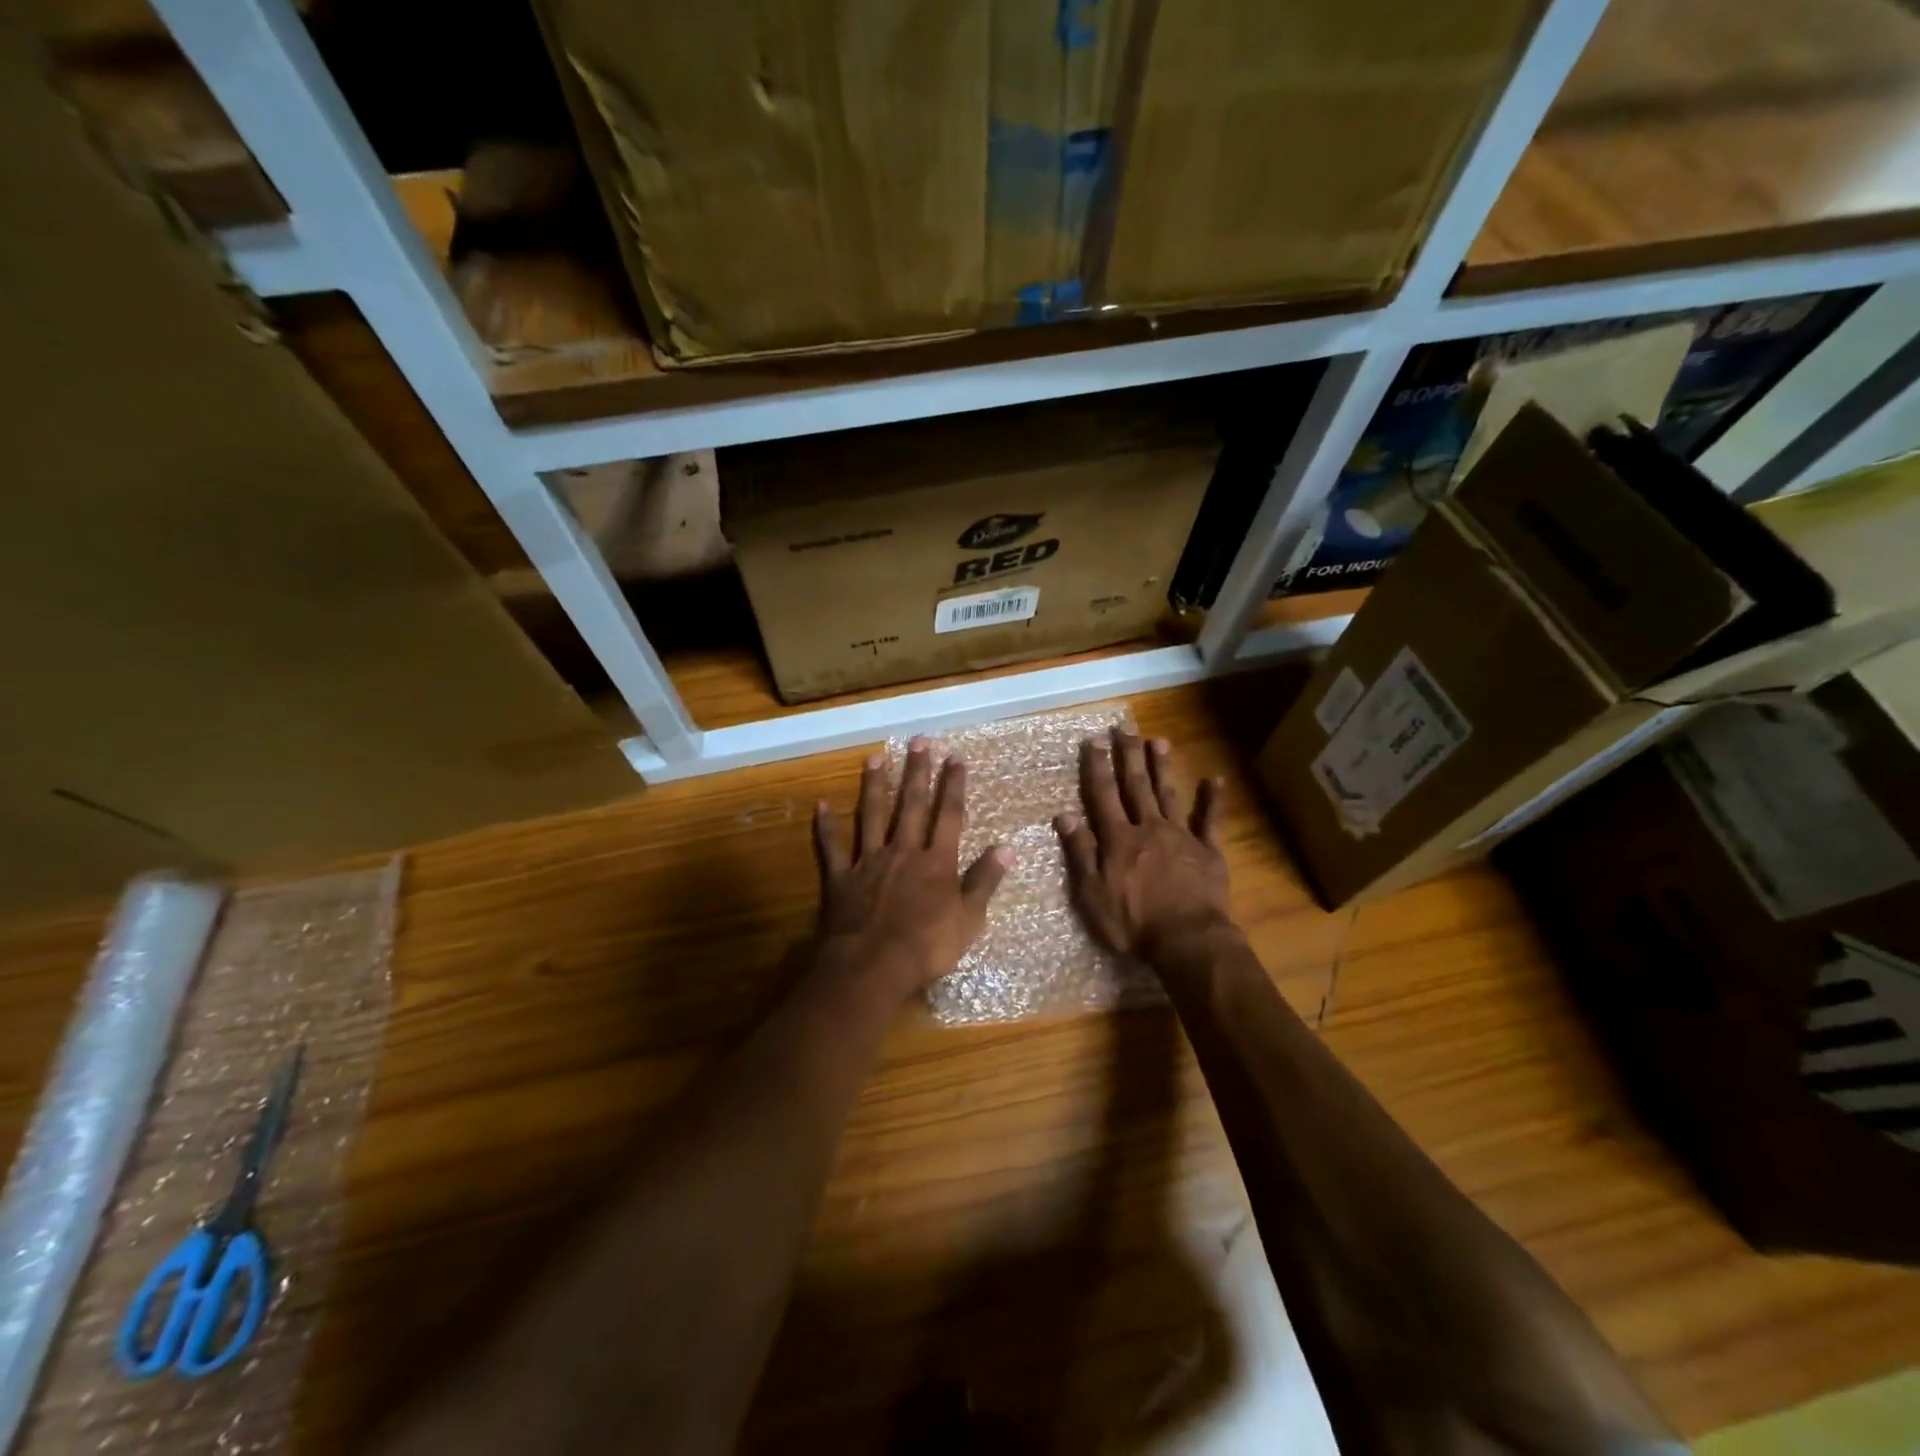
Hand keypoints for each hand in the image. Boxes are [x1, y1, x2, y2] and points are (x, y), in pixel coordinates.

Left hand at [812, 737, 1010, 998]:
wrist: (873, 966)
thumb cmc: (927, 947)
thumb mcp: (969, 919)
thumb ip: (985, 880)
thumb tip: (1007, 847)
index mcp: (936, 862)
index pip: (949, 815)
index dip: (953, 785)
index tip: (955, 757)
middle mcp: (903, 852)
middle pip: (912, 805)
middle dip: (917, 772)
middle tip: (919, 741)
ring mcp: (869, 862)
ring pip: (872, 816)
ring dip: (875, 787)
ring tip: (874, 759)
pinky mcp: (841, 878)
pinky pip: (832, 847)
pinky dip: (825, 826)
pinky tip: (820, 805)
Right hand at [1055, 729, 1232, 961]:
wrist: (1187, 940)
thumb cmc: (1132, 923)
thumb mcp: (1092, 894)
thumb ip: (1080, 852)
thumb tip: (1064, 815)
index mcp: (1118, 839)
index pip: (1103, 795)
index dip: (1097, 766)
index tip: (1094, 740)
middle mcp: (1148, 828)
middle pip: (1136, 786)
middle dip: (1128, 755)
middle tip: (1125, 727)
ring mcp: (1181, 837)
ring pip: (1168, 794)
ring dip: (1161, 767)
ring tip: (1158, 740)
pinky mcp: (1208, 852)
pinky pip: (1210, 821)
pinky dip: (1212, 800)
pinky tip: (1214, 779)